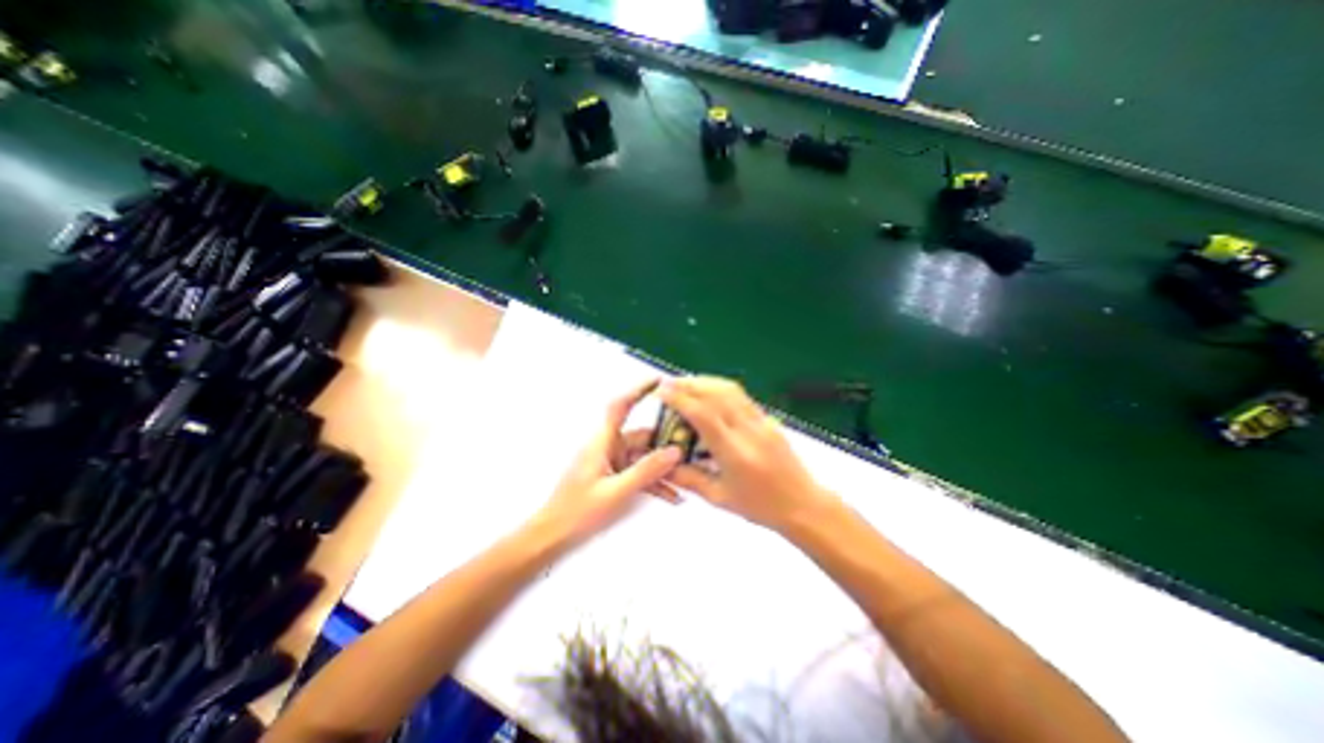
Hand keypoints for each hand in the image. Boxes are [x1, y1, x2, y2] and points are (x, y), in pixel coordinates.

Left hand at [531, 377, 687, 543]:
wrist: (552, 537)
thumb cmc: (577, 512)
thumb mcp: (616, 492)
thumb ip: (646, 471)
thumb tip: (675, 451)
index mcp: (602, 441)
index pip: (620, 406)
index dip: (638, 390)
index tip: (660, 382)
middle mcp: (608, 447)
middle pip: (641, 435)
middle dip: (665, 441)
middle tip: (692, 445)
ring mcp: (611, 463)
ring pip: (643, 457)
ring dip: (662, 467)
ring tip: (687, 476)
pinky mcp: (612, 477)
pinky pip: (638, 473)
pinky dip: (653, 482)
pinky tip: (673, 496)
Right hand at [659, 381, 835, 531]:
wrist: (803, 504)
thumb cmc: (761, 507)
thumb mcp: (719, 497)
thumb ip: (688, 478)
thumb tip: (664, 463)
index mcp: (735, 453)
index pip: (703, 415)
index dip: (679, 399)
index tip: (662, 391)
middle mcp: (749, 431)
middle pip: (716, 393)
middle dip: (689, 384)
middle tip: (668, 383)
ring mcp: (762, 422)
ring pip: (730, 389)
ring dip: (705, 382)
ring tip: (685, 384)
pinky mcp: (768, 419)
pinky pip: (741, 396)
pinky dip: (720, 388)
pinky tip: (709, 393)